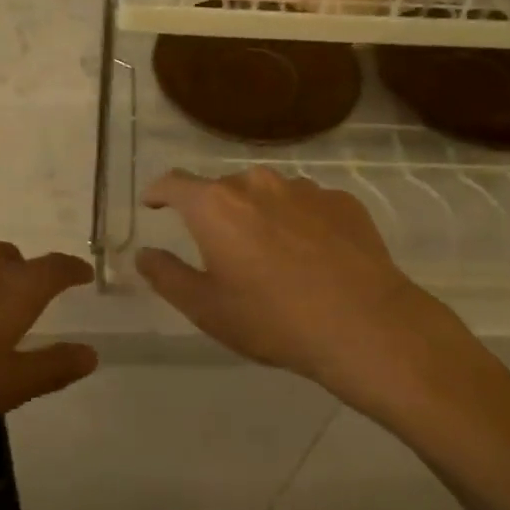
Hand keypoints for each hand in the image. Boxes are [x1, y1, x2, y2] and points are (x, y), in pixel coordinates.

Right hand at [136, 168, 489, 425]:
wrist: (365, 326)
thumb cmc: (273, 319)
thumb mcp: (207, 308)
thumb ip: (167, 276)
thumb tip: (144, 254)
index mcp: (216, 205)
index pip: (174, 183)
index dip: (159, 192)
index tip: (154, 203)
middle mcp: (257, 184)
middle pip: (223, 188)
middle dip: (214, 211)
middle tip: (220, 248)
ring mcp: (304, 188)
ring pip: (268, 193)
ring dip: (259, 214)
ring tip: (270, 253)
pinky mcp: (342, 201)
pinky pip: (306, 204)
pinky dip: (298, 221)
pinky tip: (311, 256)